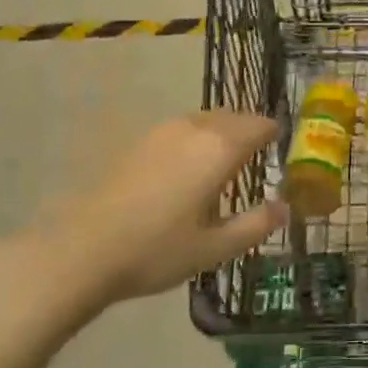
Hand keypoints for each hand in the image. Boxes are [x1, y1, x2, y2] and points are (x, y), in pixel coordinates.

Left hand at [0, 112, 285, 345]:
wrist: (81, 251)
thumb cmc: (156, 250)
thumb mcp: (215, 248)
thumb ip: (255, 225)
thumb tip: (285, 208)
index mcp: (219, 148)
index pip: (260, 126)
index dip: (275, 134)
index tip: (283, 148)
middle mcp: (194, 128)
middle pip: (234, 116)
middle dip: (250, 130)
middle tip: (260, 155)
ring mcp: (162, 131)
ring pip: (206, 119)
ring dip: (223, 132)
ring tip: (227, 161)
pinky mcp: (138, 141)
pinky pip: (182, 128)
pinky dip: (197, 138)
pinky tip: (189, 168)